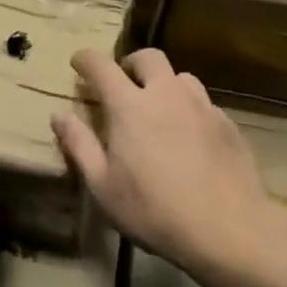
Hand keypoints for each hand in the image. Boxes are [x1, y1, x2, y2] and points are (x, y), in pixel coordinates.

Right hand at [51, 48, 276, 271]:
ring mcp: (201, 106)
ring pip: (180, 77)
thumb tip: (58, 115)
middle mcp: (166, 93)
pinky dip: (189, 110)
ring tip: (160, 110)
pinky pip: (203, 103)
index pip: (101, 65)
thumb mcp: (103, 186)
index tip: (78, 63)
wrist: (228, 230)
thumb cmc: (154, 211)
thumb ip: (79, 145)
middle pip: (148, 57)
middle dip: (131, 63)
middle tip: (123, 85)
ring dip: (164, 84)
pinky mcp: (227, 124)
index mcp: (130, 105)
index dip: (85, 59)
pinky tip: (190, 138)